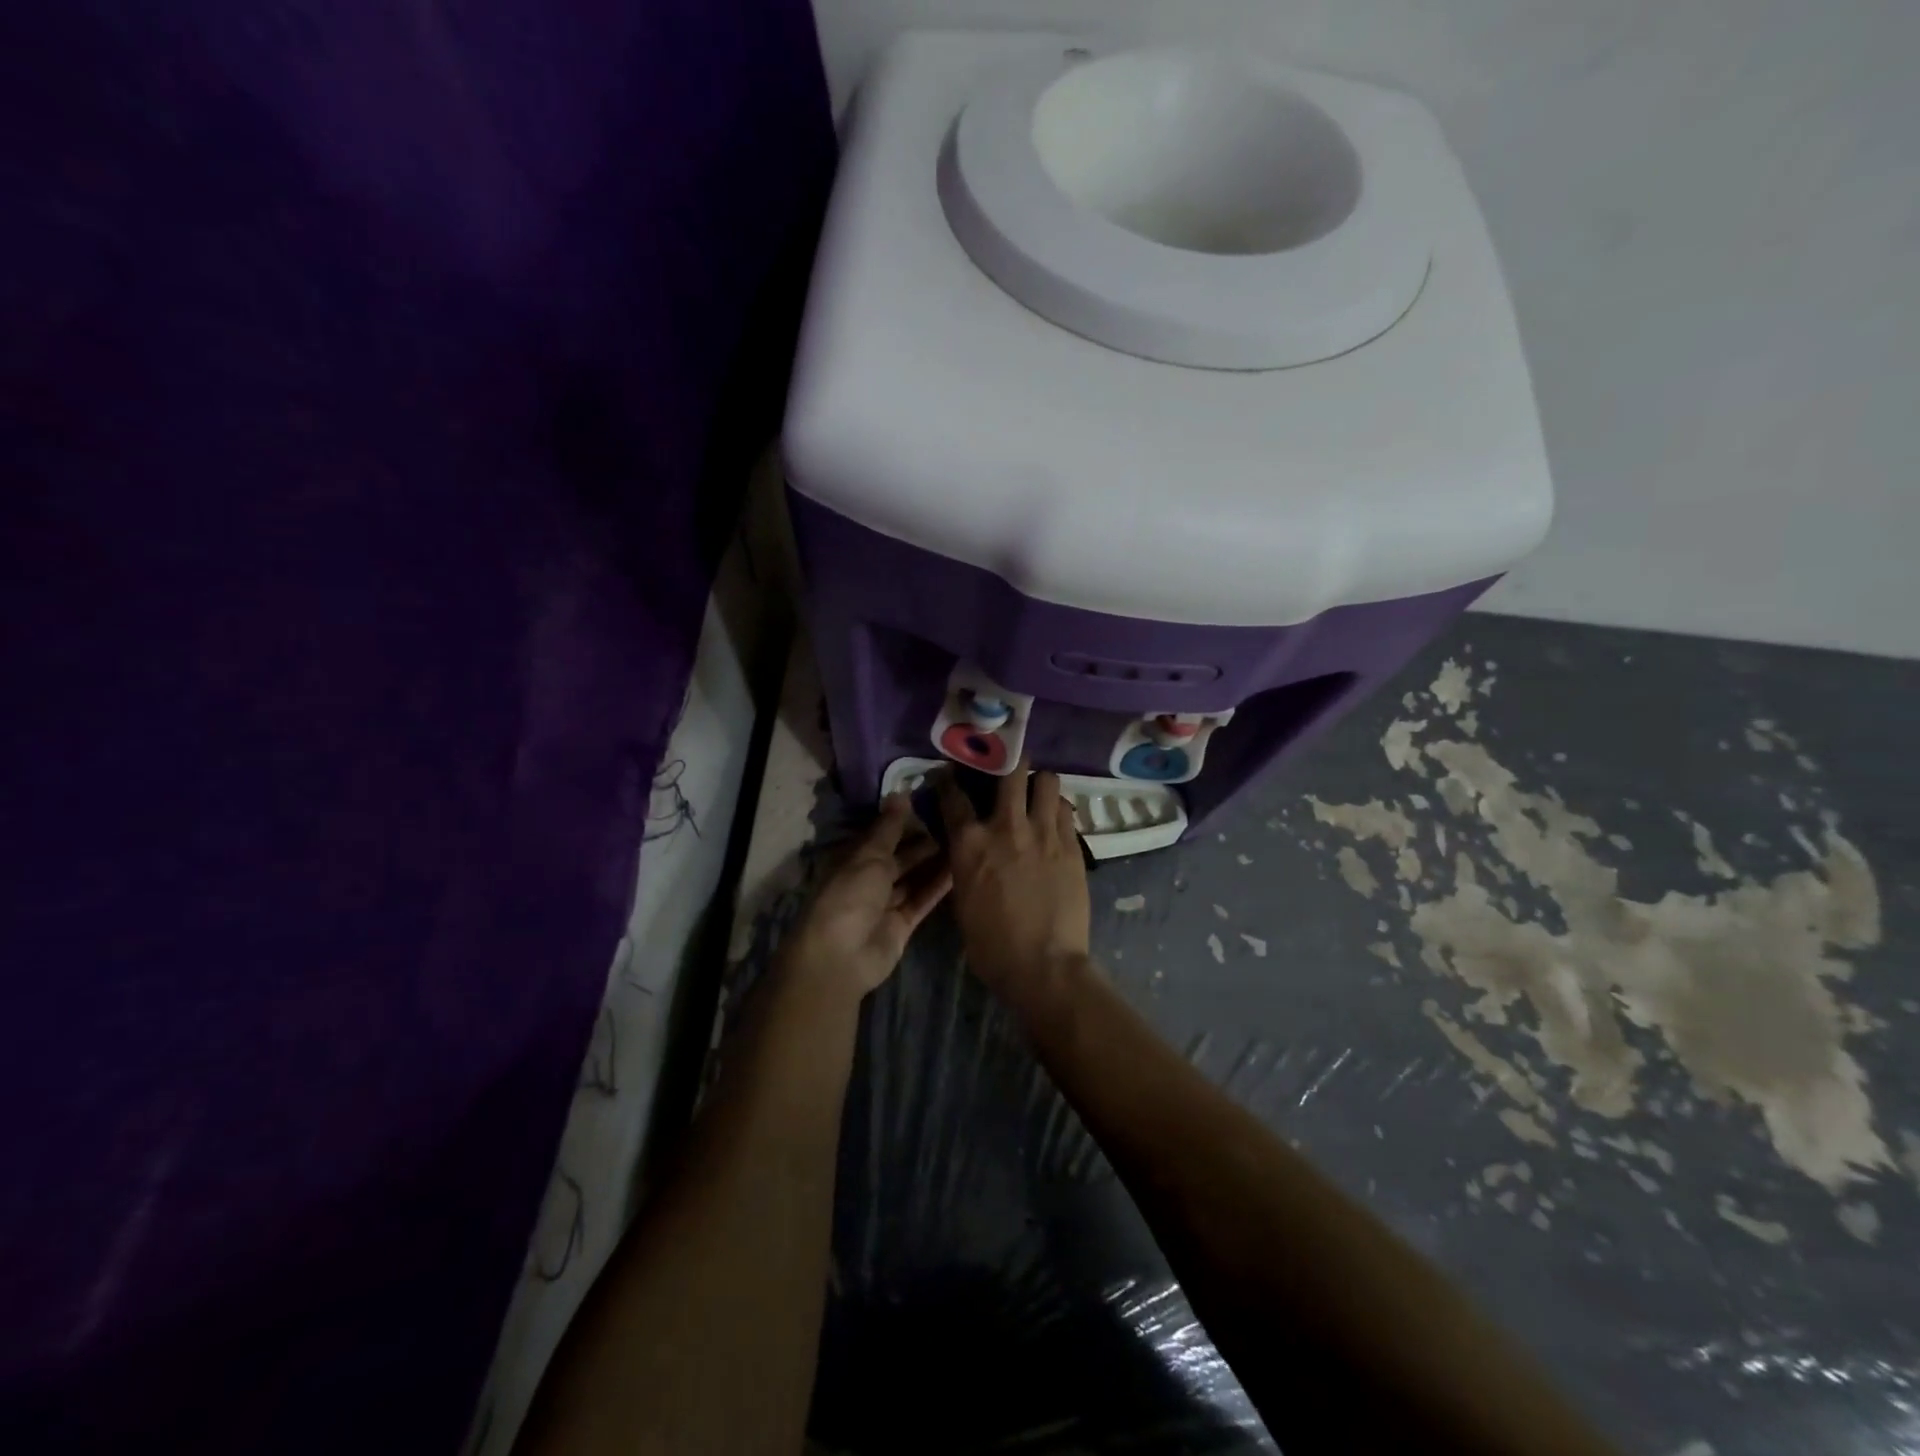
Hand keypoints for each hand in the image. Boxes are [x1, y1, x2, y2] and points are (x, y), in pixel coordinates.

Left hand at [777, 795, 951, 998]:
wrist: (841, 957)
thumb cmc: (849, 896)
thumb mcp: (869, 856)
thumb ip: (889, 827)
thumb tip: (899, 792)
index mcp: (852, 858)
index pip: (880, 834)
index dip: (903, 820)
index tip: (932, 802)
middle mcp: (867, 878)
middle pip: (899, 856)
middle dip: (923, 841)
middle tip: (955, 822)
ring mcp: (884, 903)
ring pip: (913, 877)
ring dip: (934, 862)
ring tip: (964, 841)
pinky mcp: (901, 924)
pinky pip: (921, 899)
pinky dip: (937, 886)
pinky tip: (960, 869)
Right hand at [937, 762, 1091, 1008]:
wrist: (1044, 965)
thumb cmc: (992, 944)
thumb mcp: (962, 900)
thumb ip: (965, 863)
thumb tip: (968, 848)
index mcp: (970, 843)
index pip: (953, 796)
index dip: (948, 780)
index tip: (949, 772)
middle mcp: (1006, 827)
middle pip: (1009, 770)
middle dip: (1006, 760)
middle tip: (1006, 764)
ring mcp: (1043, 832)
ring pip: (1047, 781)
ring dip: (1039, 783)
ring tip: (1037, 793)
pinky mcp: (1072, 844)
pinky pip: (1066, 810)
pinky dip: (1058, 809)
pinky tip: (1054, 820)